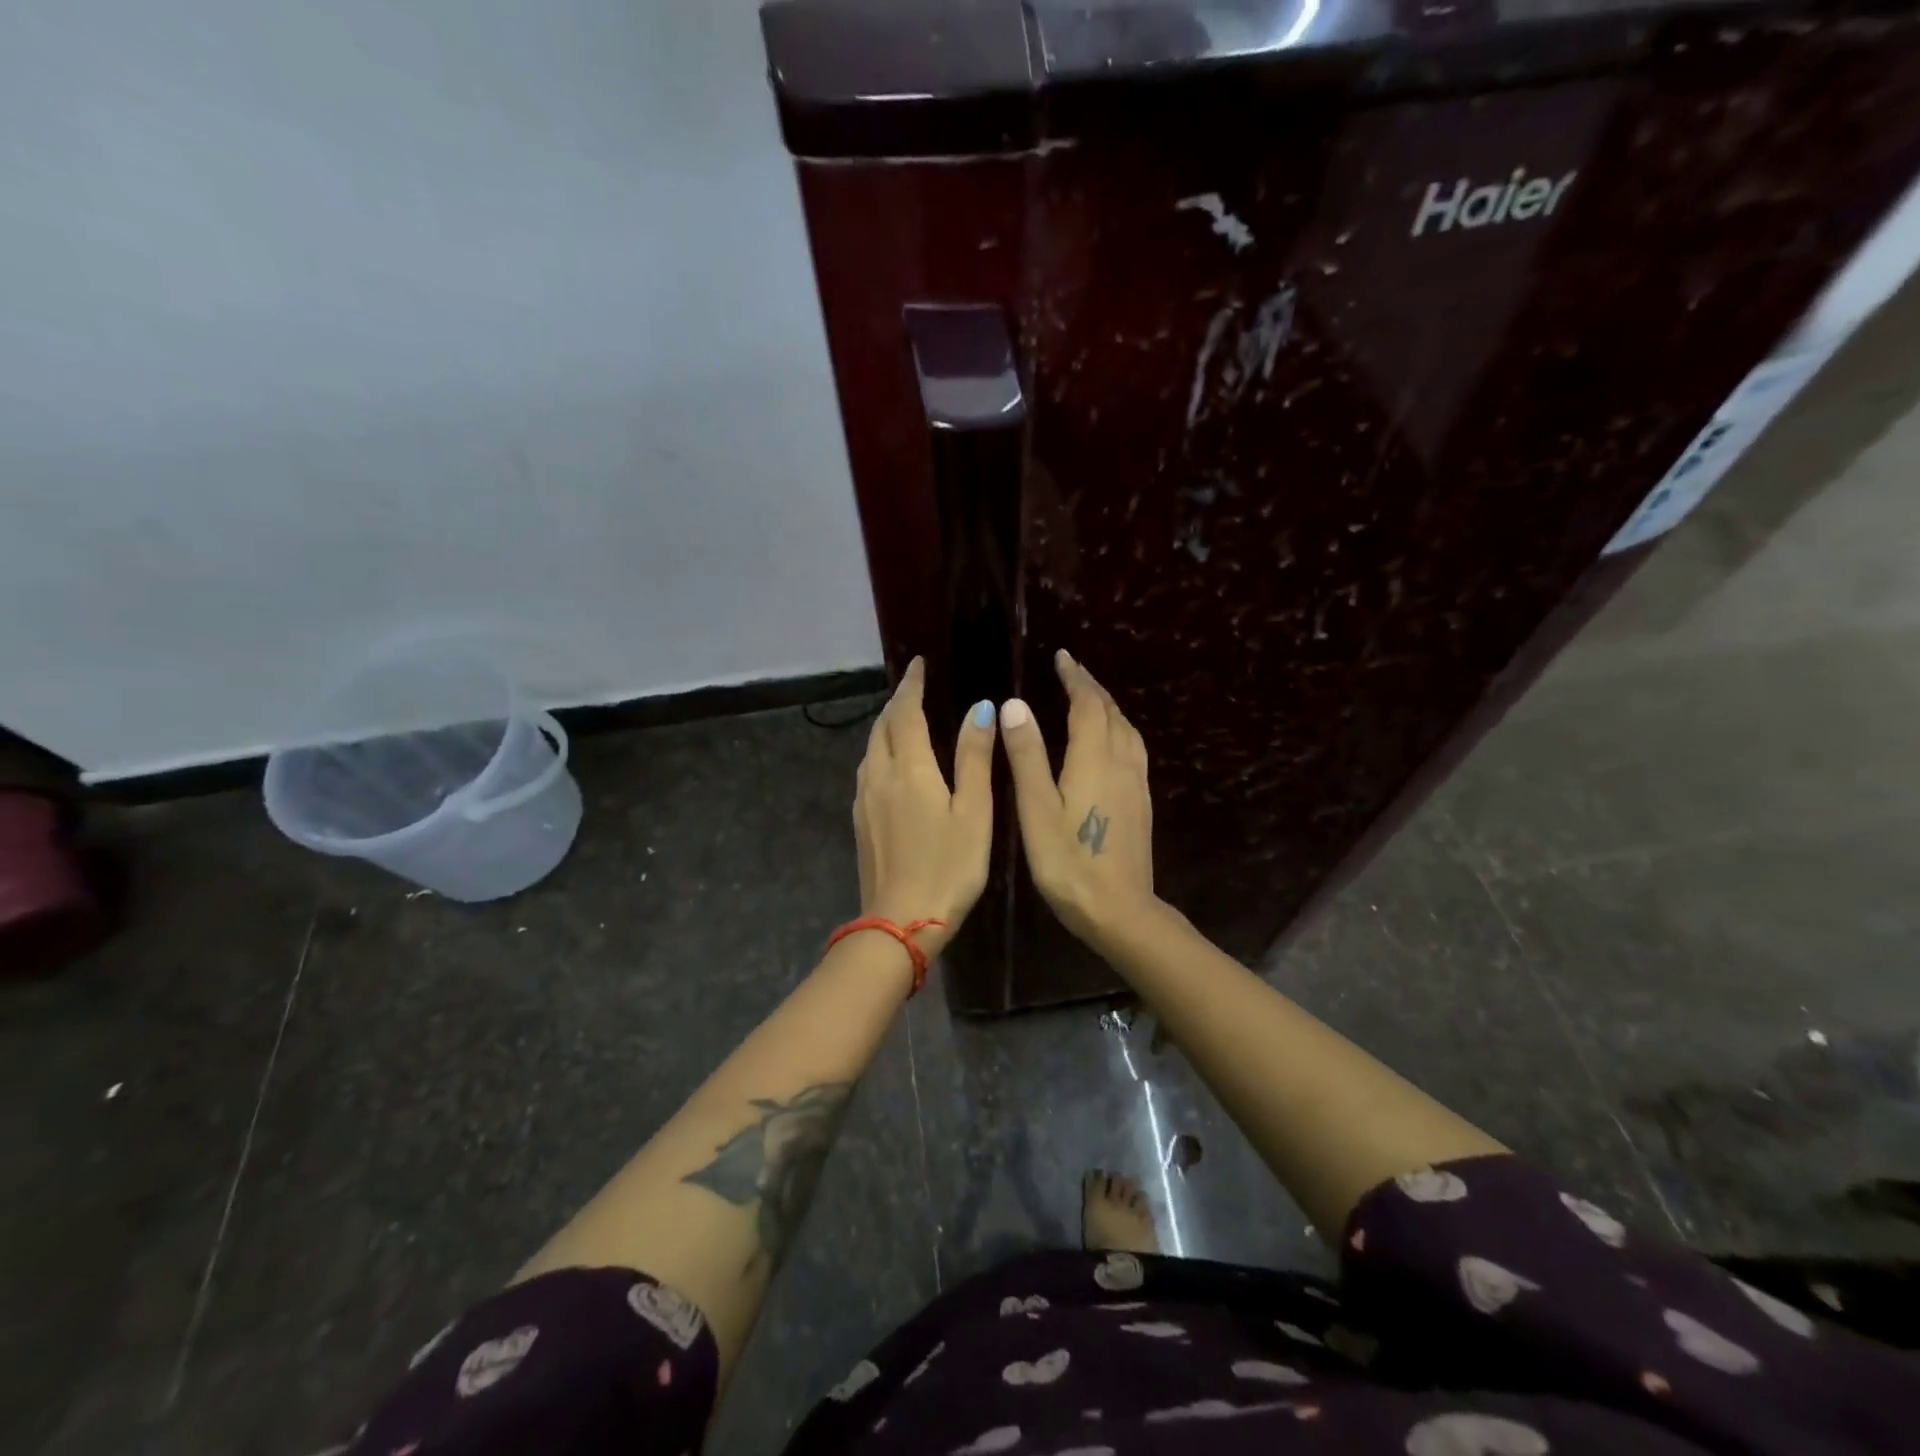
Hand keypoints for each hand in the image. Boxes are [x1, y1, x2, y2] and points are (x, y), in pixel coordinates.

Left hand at [853, 658, 996, 959]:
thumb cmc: (949, 865)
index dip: (912, 685)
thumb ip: (974, 757)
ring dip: (886, 727)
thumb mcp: (974, 811)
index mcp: (909, 768)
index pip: (906, 712)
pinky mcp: (860, 821)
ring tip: (904, 720)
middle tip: (914, 689)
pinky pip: (867, 771)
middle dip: (897, 703)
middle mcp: (879, 775)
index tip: (918, 665)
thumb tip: (980, 708)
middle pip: (882, 726)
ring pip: (870, 749)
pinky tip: (892, 764)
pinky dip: (880, 752)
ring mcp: (864, 799)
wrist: (901, 921)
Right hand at [1000, 649, 1157, 947]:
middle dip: (1091, 688)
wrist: (1120, 910)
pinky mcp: (1141, 802)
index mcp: (1094, 758)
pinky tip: (1110, 742)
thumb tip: (1015, 705)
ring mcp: (1136, 783)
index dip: (1075, 678)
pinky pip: (1133, 748)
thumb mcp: (1036, 808)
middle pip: (1111, 712)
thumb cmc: (1068, 862)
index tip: (1062, 657)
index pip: (1087, 704)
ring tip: (1090, 699)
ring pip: (1126, 730)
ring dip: (1108, 707)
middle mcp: (1121, 762)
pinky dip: (1118, 729)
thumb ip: (1027, 756)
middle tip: (1072, 671)